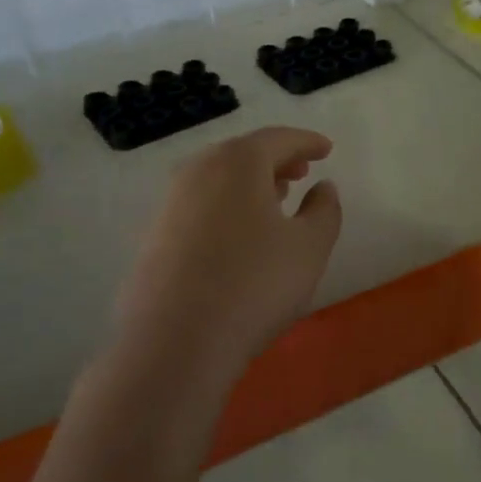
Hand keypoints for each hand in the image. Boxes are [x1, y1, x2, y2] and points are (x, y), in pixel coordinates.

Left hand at [115, 126, 342, 374]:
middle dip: (276, 159)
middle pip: (243, 153)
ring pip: (218, 179)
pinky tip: (241, 234)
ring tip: (276, 199)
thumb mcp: (310, 247)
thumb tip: (323, 187)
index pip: (278, 139)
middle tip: (302, 171)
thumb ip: (324, 210)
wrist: (174, 342)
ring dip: (250, 183)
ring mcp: (169, 204)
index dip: (306, 141)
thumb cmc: (255, 284)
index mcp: (237, 162)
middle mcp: (197, 171)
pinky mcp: (154, 237)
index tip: (326, 149)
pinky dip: (227, 205)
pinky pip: (200, 205)